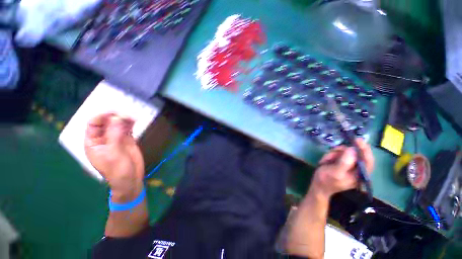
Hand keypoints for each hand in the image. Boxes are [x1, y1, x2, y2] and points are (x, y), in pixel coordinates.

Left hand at [84, 113, 144, 201]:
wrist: (131, 179)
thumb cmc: (117, 170)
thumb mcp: (114, 153)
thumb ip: (114, 135)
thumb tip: (117, 118)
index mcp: (93, 142)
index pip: (94, 124)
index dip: (102, 116)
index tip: (115, 113)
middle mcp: (104, 138)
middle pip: (107, 122)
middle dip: (115, 116)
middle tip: (127, 115)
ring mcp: (116, 138)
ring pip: (118, 124)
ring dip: (125, 119)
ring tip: (133, 118)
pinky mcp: (127, 140)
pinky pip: (128, 129)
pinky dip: (131, 124)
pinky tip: (135, 121)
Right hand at [311, 138, 373, 197]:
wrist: (318, 186)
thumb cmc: (326, 180)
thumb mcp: (335, 172)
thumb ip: (345, 162)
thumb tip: (353, 149)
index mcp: (360, 174)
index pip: (368, 159)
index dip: (364, 149)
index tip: (357, 140)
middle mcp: (357, 169)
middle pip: (353, 154)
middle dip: (341, 153)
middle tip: (332, 155)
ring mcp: (348, 166)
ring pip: (344, 153)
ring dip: (333, 154)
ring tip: (326, 161)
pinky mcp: (341, 164)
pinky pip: (338, 154)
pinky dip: (331, 155)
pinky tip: (326, 161)